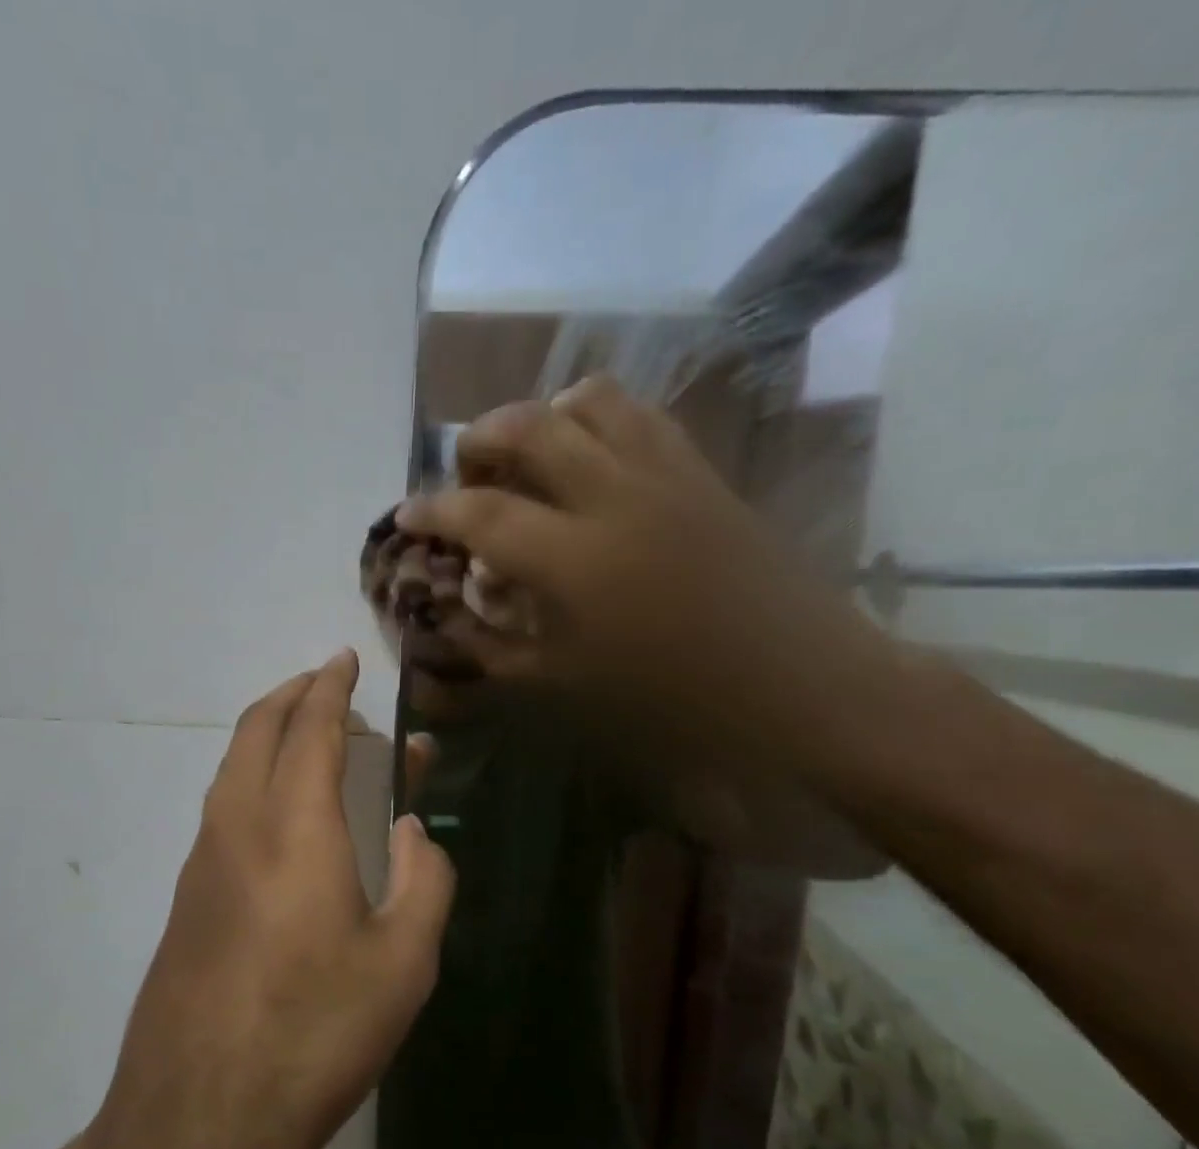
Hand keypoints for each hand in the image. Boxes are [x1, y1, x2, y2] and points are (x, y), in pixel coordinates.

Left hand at [83, 650, 454, 1148]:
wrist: (197, 1119)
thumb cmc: (314, 1035)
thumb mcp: (403, 963)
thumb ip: (425, 879)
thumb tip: (416, 830)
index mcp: (295, 828)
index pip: (311, 728)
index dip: (329, 686)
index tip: (344, 659)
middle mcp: (237, 827)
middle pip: (256, 731)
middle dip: (291, 696)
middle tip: (324, 685)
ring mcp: (200, 862)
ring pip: (230, 767)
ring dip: (266, 735)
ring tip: (306, 737)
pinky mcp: (184, 900)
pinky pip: (220, 809)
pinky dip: (251, 778)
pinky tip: (278, 813)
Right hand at [395, 376, 879, 771]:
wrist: (793, 684)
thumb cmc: (669, 699)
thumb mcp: (561, 684)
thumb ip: (494, 642)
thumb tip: (454, 604)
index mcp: (572, 558)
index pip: (480, 513)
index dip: (432, 509)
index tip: (405, 514)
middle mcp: (613, 494)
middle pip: (528, 427)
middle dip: (479, 442)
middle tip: (465, 476)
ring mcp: (664, 473)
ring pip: (589, 400)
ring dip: (542, 417)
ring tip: (528, 456)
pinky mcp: (702, 471)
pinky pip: (641, 416)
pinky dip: (598, 420)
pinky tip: (591, 459)